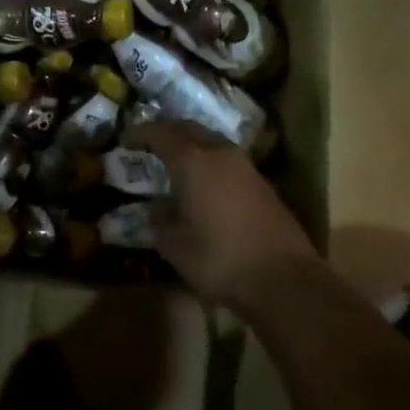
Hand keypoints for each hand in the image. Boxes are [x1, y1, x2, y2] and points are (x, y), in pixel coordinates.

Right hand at [126, 120, 316, 309]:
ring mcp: (245, 166)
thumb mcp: (174, 245)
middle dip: (166, 132)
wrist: (284, 280)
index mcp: (193, 160)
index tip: (125, 140)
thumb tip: (156, 207)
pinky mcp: (262, 184)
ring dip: (190, 145)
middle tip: (148, 144)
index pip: (161, 132)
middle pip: (188, 129)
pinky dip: (208, 162)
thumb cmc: (220, 259)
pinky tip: (203, 183)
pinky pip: (226, 160)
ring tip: (174, 162)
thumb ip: (159, 219)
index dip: (140, 133)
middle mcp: (219, 153)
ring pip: (211, 141)